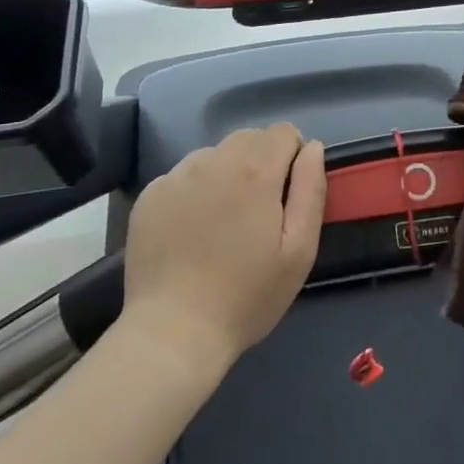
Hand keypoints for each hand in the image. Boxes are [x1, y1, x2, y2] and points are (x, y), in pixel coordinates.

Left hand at [122, 125, 325, 372]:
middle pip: (249, 138)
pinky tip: (193, 229)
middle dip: (262, 161)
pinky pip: (183, 175)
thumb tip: (312, 148)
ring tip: (224, 220)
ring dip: (227, 173)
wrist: (173, 332)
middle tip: (260, 210)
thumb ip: (311, 190)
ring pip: (214, 154)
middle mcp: (214, 161)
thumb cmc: (247, 296)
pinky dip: (195, 189)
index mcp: (255, 171)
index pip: (284, 132)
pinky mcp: (150, 195)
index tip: (289, 194)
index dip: (293, 156)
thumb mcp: (299, 251)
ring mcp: (176, 176)